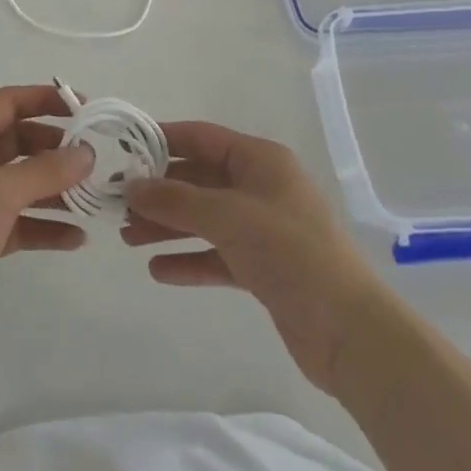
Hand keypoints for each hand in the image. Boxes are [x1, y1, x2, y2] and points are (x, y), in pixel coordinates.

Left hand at [0, 85, 95, 367]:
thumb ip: (45, 170)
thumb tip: (86, 153)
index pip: (7, 103)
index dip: (44, 99)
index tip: (83, 107)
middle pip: (18, 141)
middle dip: (55, 147)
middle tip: (93, 160)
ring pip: (22, 183)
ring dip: (55, 188)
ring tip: (93, 198)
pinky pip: (19, 221)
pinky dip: (45, 225)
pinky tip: (77, 238)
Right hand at [122, 121, 381, 390]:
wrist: (352, 333)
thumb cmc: (291, 253)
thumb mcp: (228, 217)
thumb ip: (176, 200)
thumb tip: (131, 186)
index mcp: (260, 160)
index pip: (202, 137)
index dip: (163, 140)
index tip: (124, 149)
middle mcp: (261, 187)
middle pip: (199, 179)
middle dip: (160, 191)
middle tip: (118, 203)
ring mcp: (263, 229)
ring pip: (204, 218)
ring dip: (168, 226)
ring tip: (127, 238)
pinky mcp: (264, 268)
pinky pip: (217, 254)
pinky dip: (189, 260)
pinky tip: (158, 270)